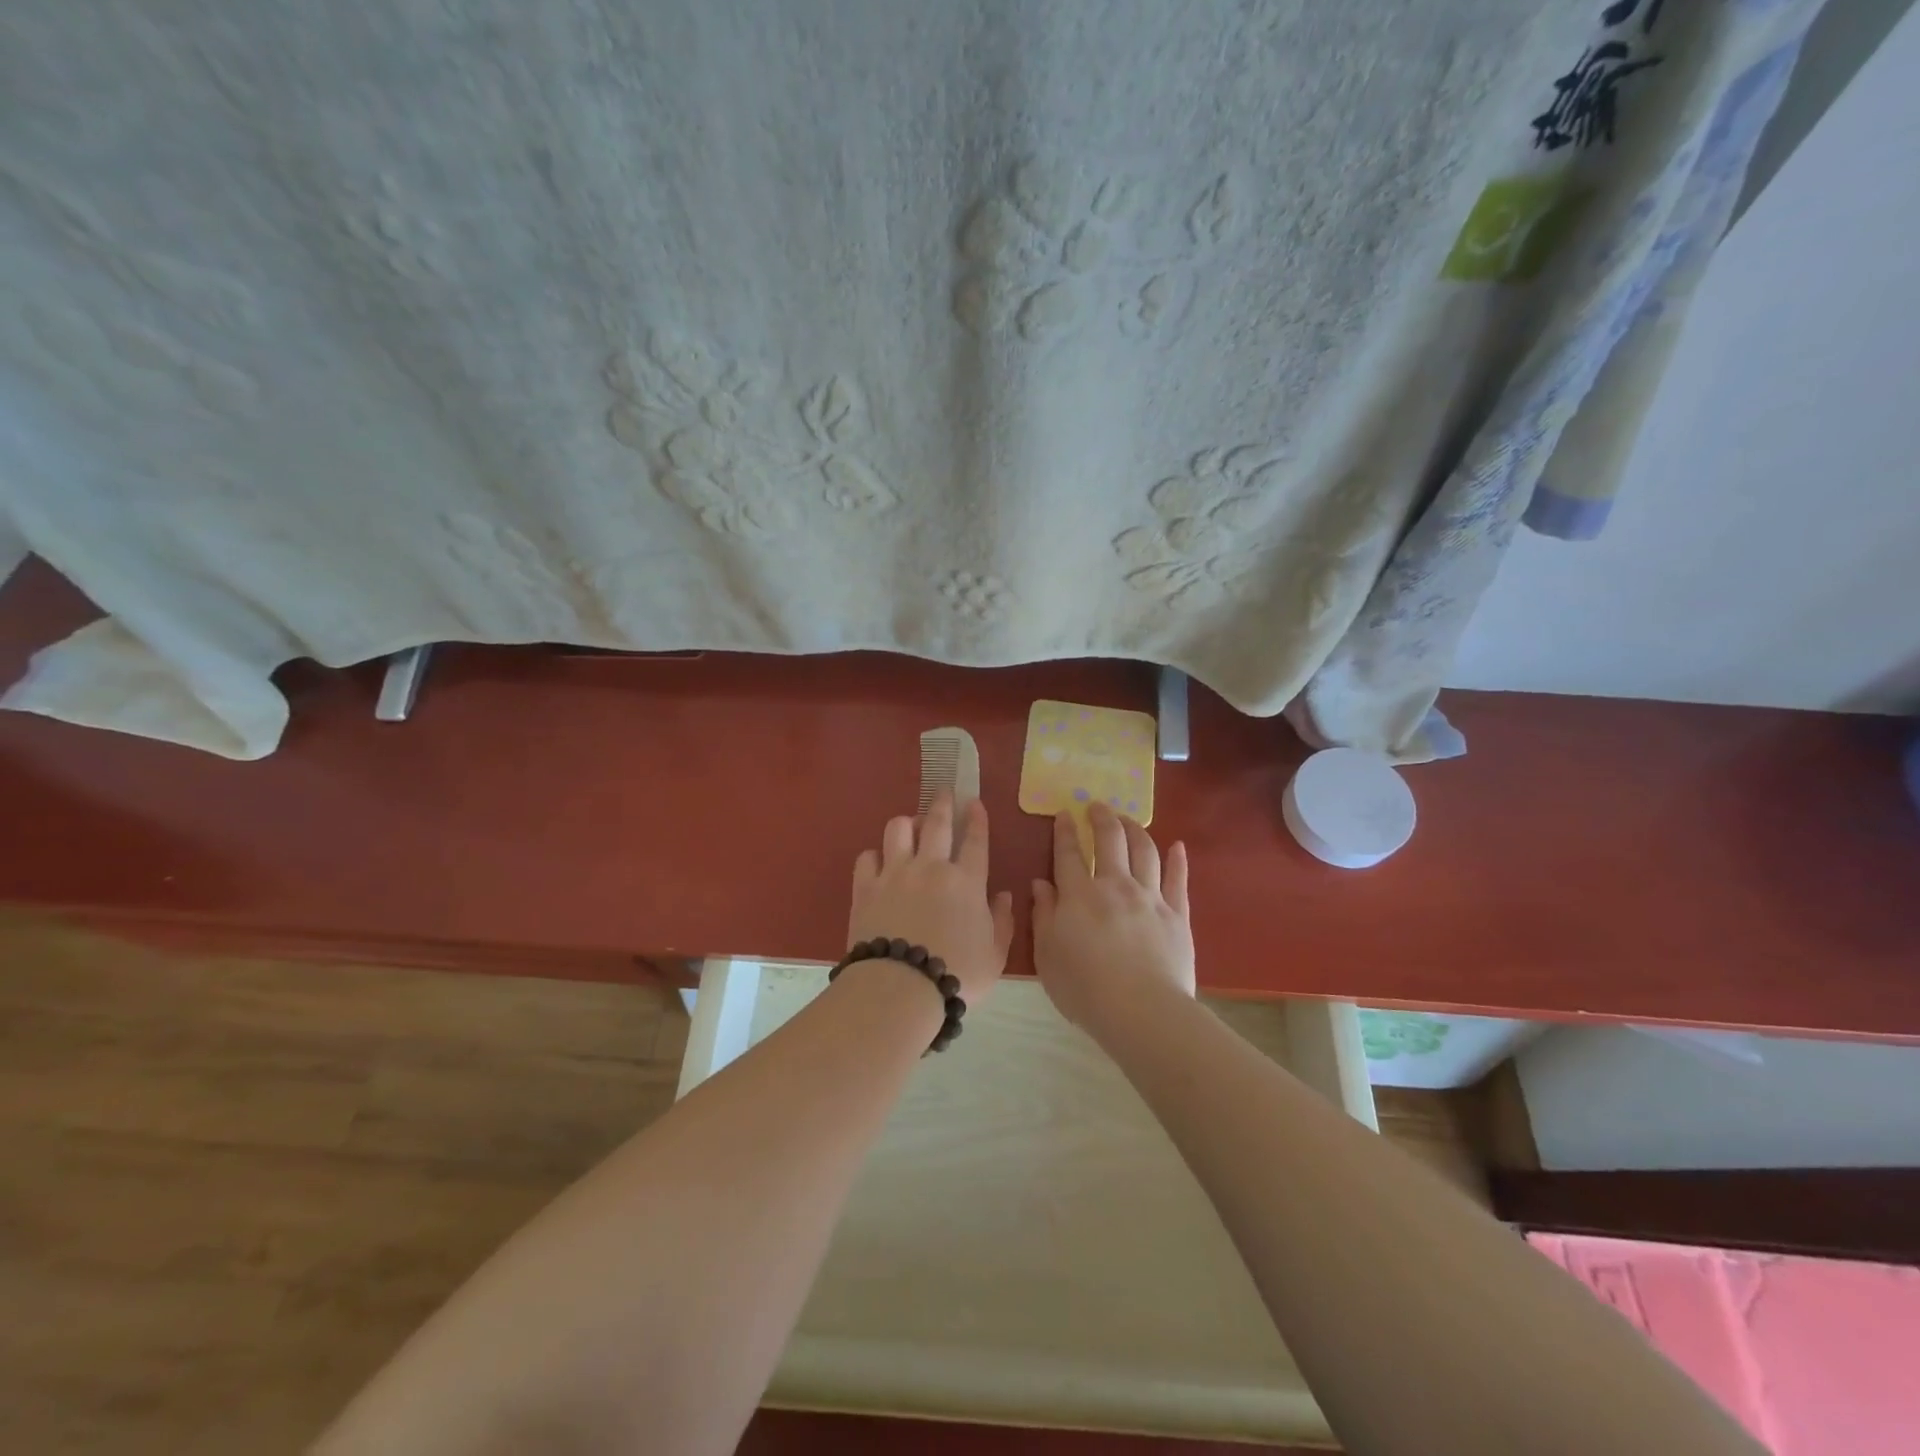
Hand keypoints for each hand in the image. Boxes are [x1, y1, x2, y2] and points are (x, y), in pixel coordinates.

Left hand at [848, 792, 1014, 1005]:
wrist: (901, 988)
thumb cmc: (956, 975)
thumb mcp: (995, 956)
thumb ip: (1002, 922)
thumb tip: (1002, 895)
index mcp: (967, 881)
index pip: (975, 840)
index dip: (977, 818)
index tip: (974, 802)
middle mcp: (931, 867)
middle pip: (937, 823)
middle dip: (942, 803)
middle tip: (944, 792)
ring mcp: (895, 873)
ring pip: (898, 829)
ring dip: (907, 823)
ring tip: (910, 826)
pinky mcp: (866, 887)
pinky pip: (867, 857)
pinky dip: (875, 855)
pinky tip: (878, 862)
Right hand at [1031, 802, 1194, 1039]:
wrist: (1141, 1011)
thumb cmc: (1084, 988)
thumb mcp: (1047, 954)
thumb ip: (1043, 915)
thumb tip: (1041, 884)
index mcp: (1079, 895)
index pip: (1068, 853)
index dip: (1064, 831)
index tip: (1064, 814)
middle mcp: (1115, 885)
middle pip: (1110, 840)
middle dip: (1102, 817)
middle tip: (1097, 806)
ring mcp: (1150, 897)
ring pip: (1145, 851)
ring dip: (1136, 829)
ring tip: (1129, 820)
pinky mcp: (1178, 914)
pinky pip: (1178, 879)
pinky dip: (1178, 859)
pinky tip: (1177, 846)